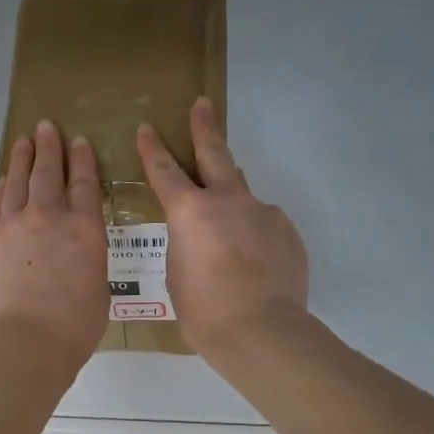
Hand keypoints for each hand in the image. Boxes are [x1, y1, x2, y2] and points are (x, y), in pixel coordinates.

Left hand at [0, 119, 108, 374]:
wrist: (20, 344)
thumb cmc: (71, 329)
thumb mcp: (98, 291)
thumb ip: (88, 263)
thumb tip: (75, 257)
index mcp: (84, 230)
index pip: (85, 184)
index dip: (82, 159)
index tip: (79, 141)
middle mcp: (48, 218)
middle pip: (48, 173)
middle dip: (50, 147)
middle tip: (47, 127)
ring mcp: (11, 226)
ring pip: (18, 182)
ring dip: (23, 159)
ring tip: (24, 141)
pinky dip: (3, 188)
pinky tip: (4, 180)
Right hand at [137, 97, 309, 353]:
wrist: (261, 329)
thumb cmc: (204, 309)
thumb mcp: (177, 273)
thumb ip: (186, 244)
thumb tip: (203, 236)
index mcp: (190, 212)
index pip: (164, 172)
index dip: (152, 149)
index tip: (147, 128)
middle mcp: (228, 201)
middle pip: (215, 154)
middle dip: (205, 128)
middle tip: (203, 105)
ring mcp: (263, 213)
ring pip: (243, 195)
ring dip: (232, 201)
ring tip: (227, 228)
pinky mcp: (286, 232)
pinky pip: (264, 226)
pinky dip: (253, 236)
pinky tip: (252, 263)